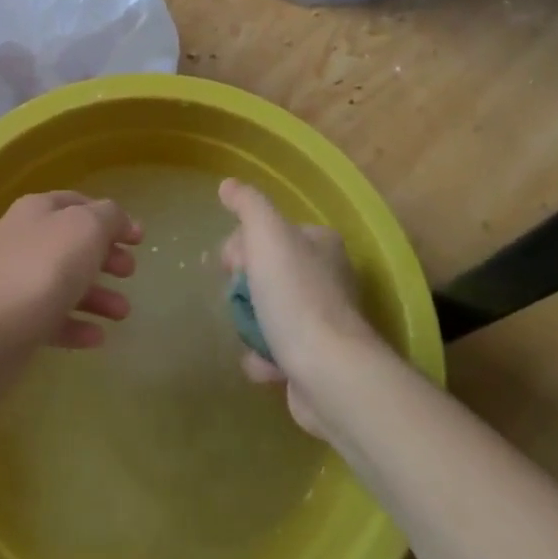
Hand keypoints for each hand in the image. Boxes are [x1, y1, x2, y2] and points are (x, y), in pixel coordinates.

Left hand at [0, 192, 139, 351]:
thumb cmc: (42, 268)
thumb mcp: (86, 228)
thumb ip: (109, 217)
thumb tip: (119, 220)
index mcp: (37, 210)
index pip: (78, 203)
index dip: (111, 217)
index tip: (139, 238)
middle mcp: (23, 240)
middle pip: (72, 243)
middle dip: (105, 256)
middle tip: (130, 272)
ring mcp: (15, 281)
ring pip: (64, 282)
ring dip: (97, 295)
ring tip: (123, 313)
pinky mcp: (13, 321)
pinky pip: (52, 318)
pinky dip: (76, 324)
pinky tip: (97, 337)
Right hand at [219, 178, 380, 436]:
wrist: (329, 374)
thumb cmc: (296, 296)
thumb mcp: (267, 235)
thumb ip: (248, 204)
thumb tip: (228, 184)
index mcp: (321, 244)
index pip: (271, 232)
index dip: (242, 245)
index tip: (229, 264)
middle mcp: (329, 278)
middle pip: (268, 272)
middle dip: (245, 287)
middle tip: (235, 299)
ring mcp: (325, 321)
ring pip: (271, 311)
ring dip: (251, 323)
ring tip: (246, 333)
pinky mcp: (319, 360)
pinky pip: (278, 350)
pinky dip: (263, 356)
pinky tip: (258, 361)